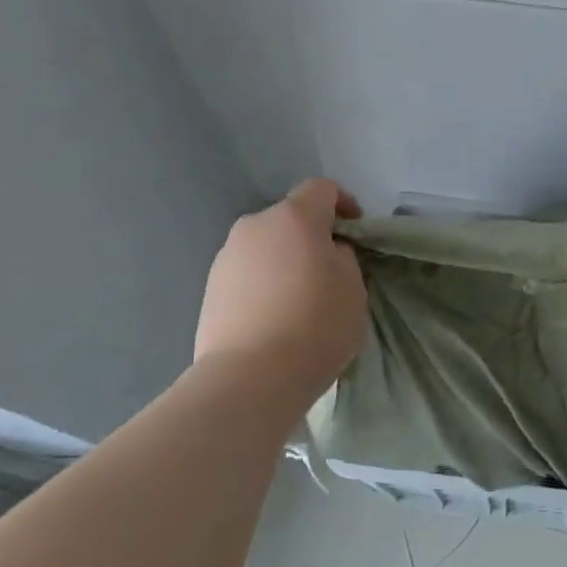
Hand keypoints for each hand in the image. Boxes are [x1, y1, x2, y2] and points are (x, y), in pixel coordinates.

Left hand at [194, 179, 367, 391]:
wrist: (250, 378)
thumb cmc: (316, 325)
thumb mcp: (353, 287)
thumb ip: (343, 257)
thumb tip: (326, 253)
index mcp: (294, 217)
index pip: (322, 189)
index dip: (344, 204)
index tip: (356, 234)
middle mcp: (255, 226)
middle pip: (291, 218)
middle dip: (312, 236)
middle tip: (331, 270)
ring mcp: (227, 256)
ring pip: (267, 246)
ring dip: (286, 260)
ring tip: (301, 298)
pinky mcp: (210, 288)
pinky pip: (248, 273)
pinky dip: (265, 283)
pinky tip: (276, 316)